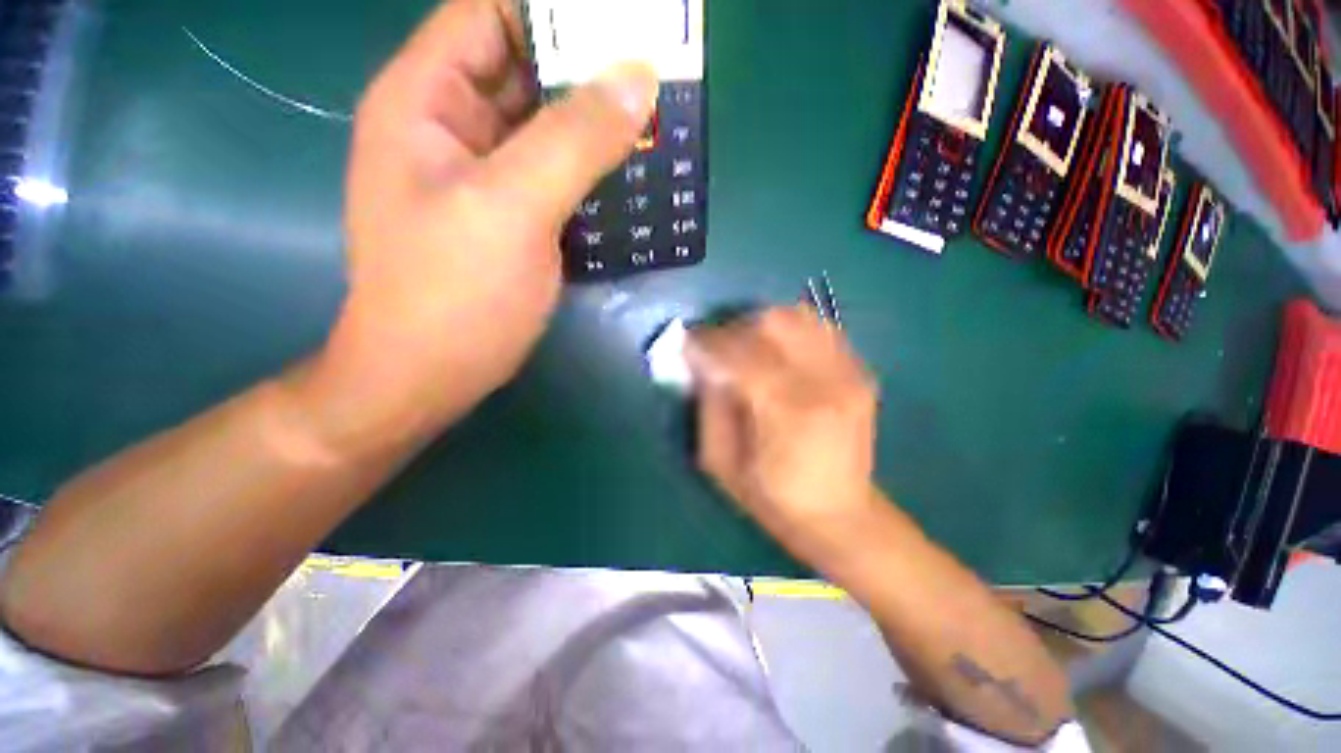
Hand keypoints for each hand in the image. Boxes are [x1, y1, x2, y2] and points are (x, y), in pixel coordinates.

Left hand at [303, 0, 659, 453]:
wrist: (432, 372)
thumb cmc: (454, 294)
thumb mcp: (513, 209)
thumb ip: (574, 140)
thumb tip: (637, 77)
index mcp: (428, 100)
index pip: (490, 13)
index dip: (554, 9)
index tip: (621, 22)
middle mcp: (454, 126)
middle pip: (525, 68)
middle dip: (588, 69)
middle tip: (656, 75)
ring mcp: (488, 175)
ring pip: (548, 126)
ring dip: (598, 124)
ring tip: (657, 123)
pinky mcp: (515, 215)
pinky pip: (559, 173)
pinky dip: (594, 170)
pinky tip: (632, 178)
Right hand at [686, 306, 881, 552]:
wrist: (841, 515)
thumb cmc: (773, 498)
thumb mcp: (720, 462)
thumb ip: (708, 405)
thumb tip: (701, 361)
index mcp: (788, 411)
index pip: (740, 352)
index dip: (708, 341)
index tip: (687, 343)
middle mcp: (825, 381)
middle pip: (772, 322)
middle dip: (733, 328)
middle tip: (716, 348)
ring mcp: (849, 373)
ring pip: (797, 316)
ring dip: (760, 325)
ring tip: (745, 347)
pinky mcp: (860, 372)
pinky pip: (819, 328)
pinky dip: (789, 329)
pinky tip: (776, 352)